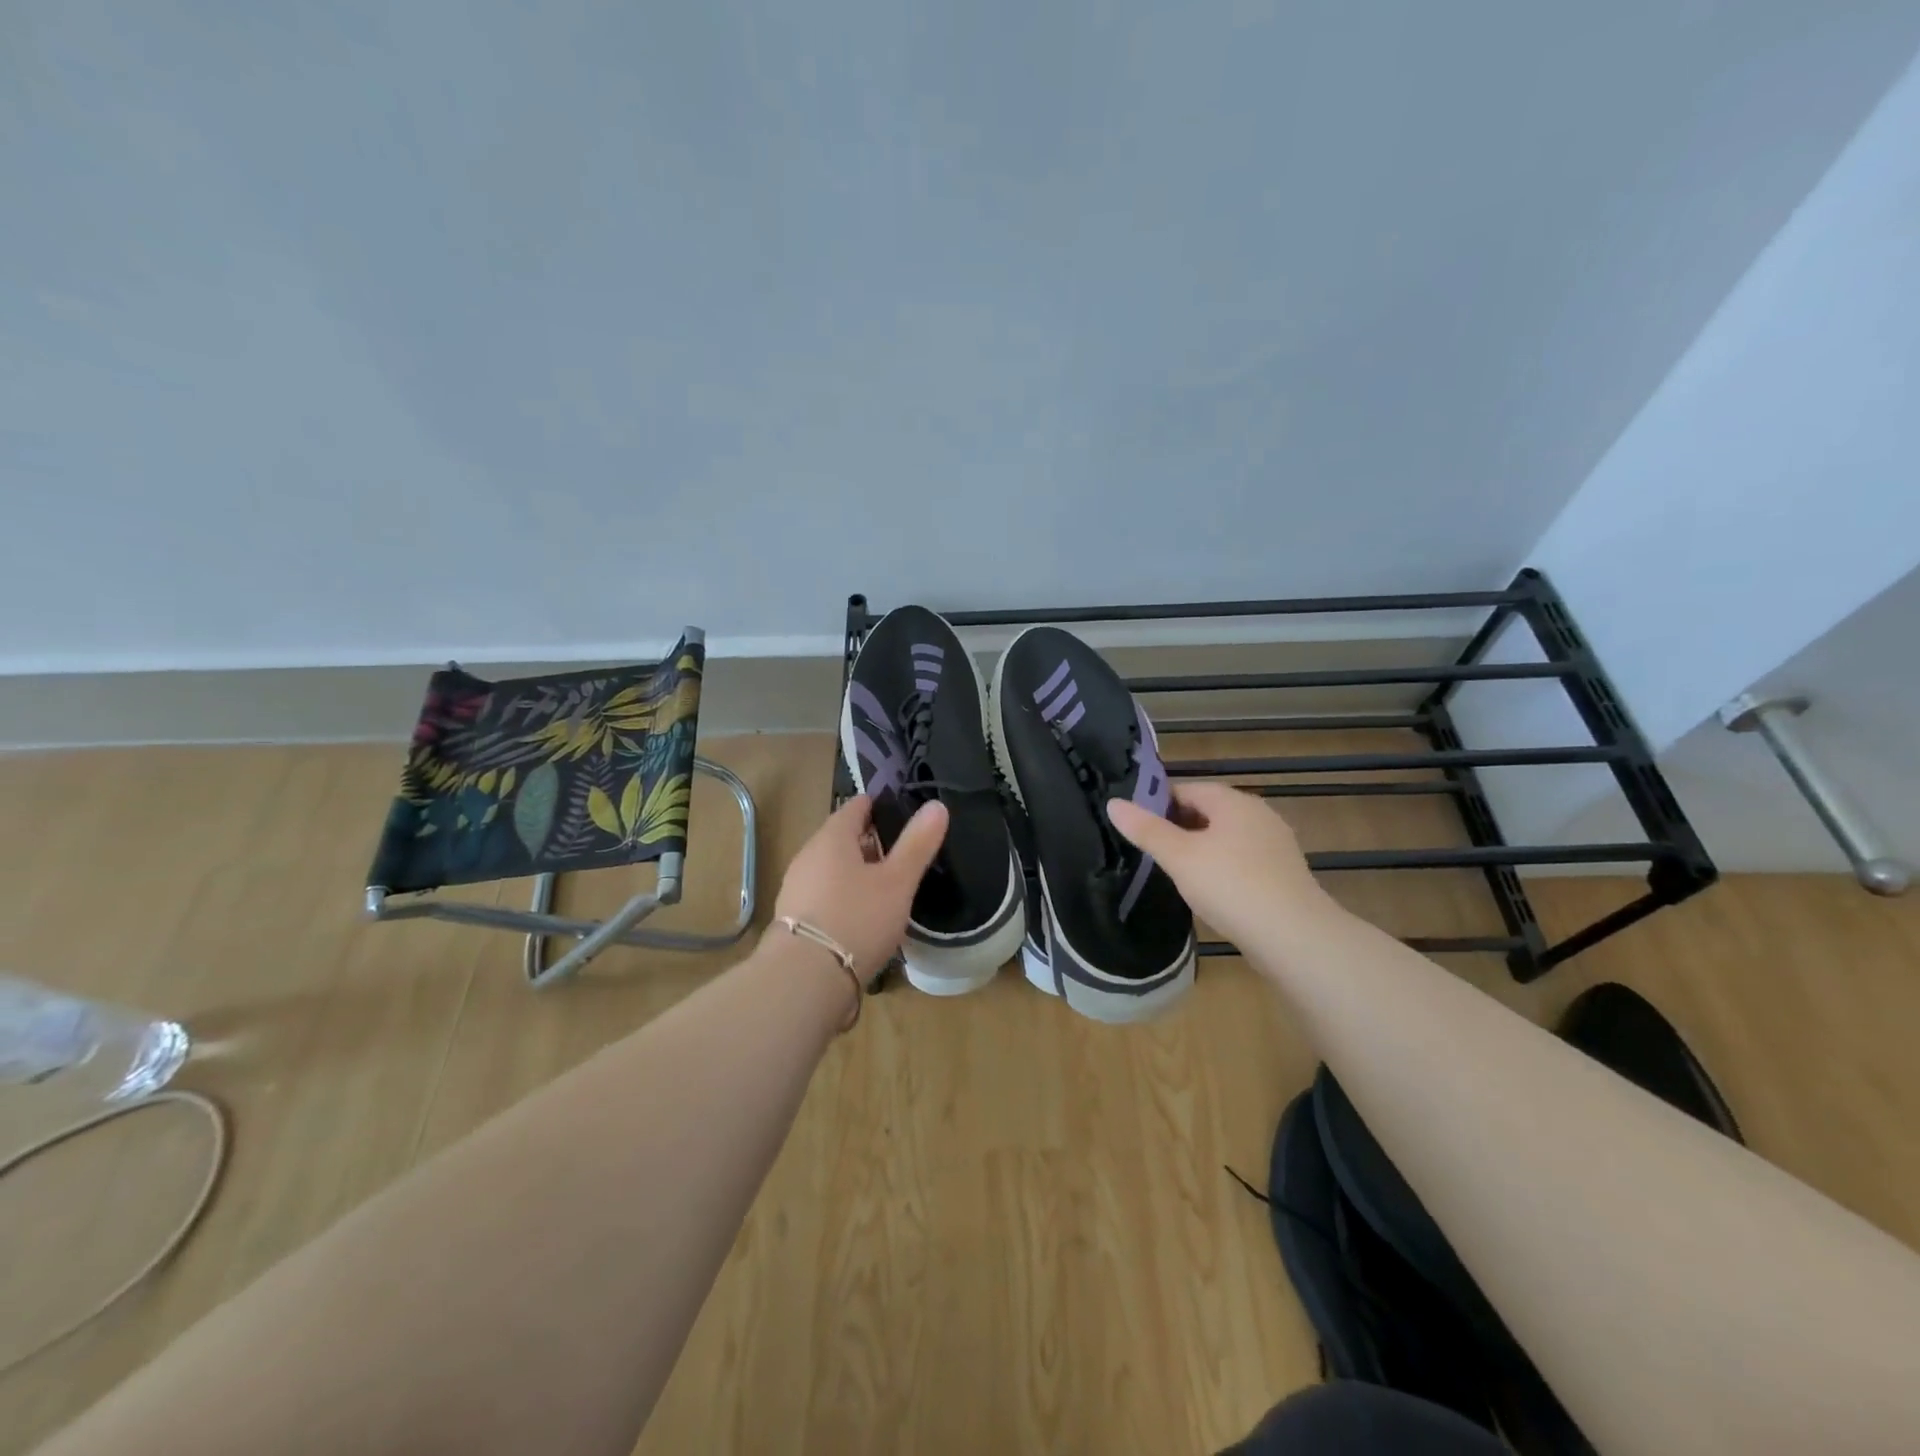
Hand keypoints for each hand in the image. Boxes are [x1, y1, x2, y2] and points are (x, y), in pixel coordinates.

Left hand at [773, 795, 948, 979]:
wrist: (805, 980)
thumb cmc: (856, 919)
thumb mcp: (897, 882)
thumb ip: (917, 844)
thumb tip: (936, 805)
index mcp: (831, 838)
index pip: (855, 807)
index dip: (878, 805)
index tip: (901, 810)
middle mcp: (808, 856)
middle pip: (841, 838)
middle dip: (870, 842)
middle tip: (902, 852)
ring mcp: (796, 889)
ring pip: (832, 869)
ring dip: (856, 872)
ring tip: (887, 886)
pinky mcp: (794, 921)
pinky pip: (824, 896)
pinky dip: (844, 898)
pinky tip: (863, 917)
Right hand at [1106, 781, 1339, 950]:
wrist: (1294, 937)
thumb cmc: (1231, 886)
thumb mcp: (1179, 857)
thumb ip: (1146, 829)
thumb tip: (1113, 803)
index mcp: (1233, 801)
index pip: (1186, 789)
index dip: (1158, 804)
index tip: (1137, 827)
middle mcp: (1258, 814)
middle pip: (1208, 811)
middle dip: (1179, 827)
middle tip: (1151, 851)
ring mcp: (1275, 844)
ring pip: (1226, 837)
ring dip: (1201, 849)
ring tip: (1175, 873)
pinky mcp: (1284, 873)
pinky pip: (1243, 860)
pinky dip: (1223, 868)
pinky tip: (1210, 891)